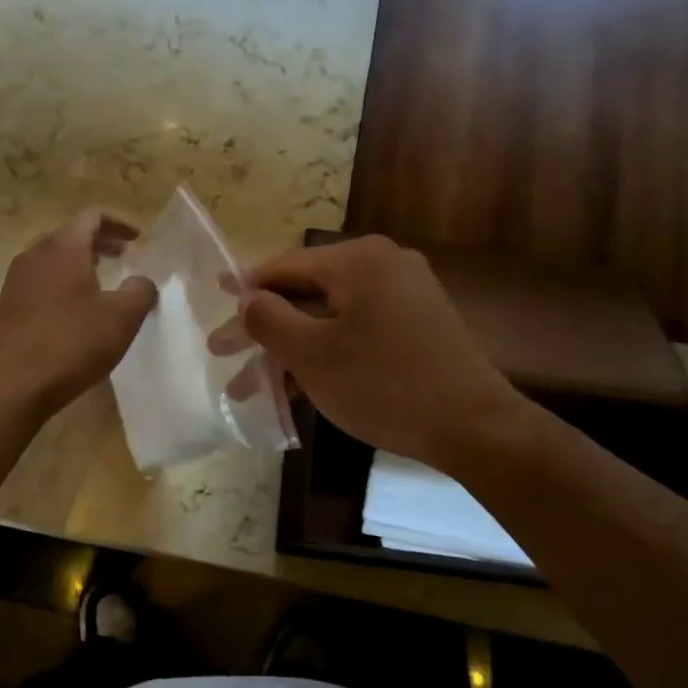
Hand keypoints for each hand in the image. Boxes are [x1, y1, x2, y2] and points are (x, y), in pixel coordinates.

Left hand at [0, 212, 157, 420]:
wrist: (13, 384)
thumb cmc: (71, 344)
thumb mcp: (122, 318)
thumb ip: (140, 291)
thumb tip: (141, 281)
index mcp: (63, 247)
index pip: (92, 217)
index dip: (119, 224)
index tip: (138, 240)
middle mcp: (35, 254)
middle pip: (70, 234)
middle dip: (100, 242)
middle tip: (124, 257)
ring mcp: (17, 280)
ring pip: (53, 258)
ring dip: (80, 263)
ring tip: (102, 282)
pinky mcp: (8, 305)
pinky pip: (40, 281)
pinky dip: (62, 283)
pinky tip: (75, 310)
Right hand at [217, 236, 524, 469]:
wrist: (473, 427)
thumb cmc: (383, 384)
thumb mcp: (312, 354)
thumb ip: (269, 319)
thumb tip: (248, 298)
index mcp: (359, 260)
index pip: (285, 265)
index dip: (245, 287)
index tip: (214, 302)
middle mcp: (384, 267)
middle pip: (305, 294)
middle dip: (263, 329)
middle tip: (222, 354)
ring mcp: (405, 298)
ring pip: (329, 320)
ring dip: (289, 351)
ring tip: (250, 387)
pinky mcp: (416, 328)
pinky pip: (355, 333)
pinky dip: (323, 356)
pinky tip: (295, 388)